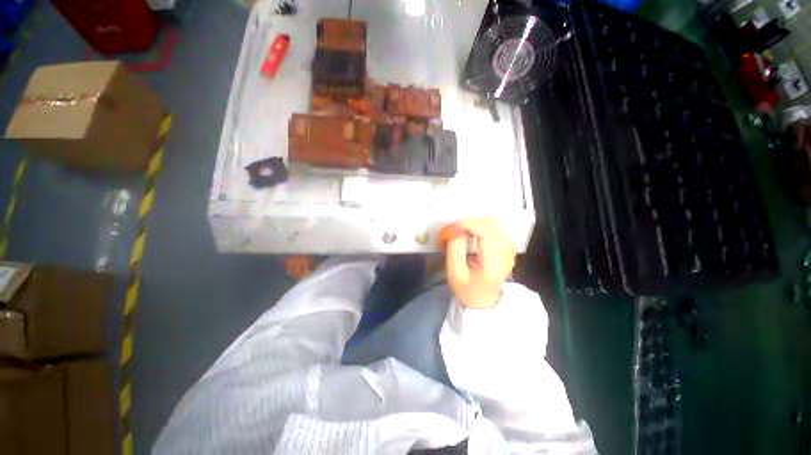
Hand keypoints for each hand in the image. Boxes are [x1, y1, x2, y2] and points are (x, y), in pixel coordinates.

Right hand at [444, 218, 515, 308]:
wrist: (485, 301)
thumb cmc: (467, 289)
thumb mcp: (454, 273)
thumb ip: (454, 249)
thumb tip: (457, 229)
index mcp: (493, 263)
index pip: (486, 232)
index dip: (468, 224)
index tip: (454, 227)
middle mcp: (506, 253)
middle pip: (493, 223)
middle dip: (472, 221)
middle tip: (458, 228)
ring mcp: (509, 249)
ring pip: (496, 222)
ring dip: (478, 222)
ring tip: (465, 230)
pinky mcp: (508, 247)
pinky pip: (498, 228)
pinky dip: (484, 226)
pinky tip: (474, 234)